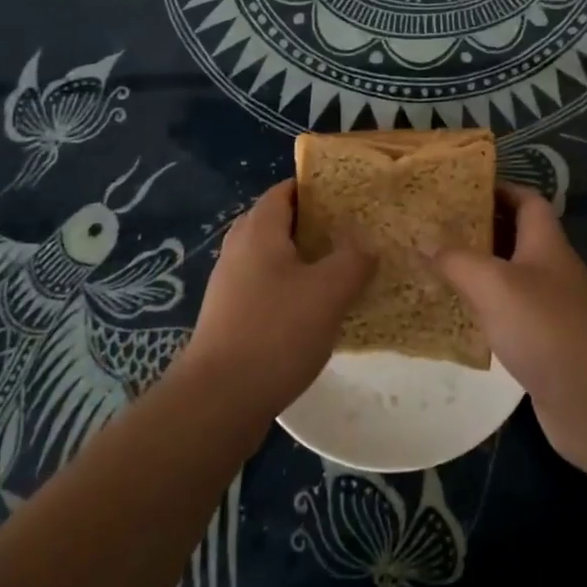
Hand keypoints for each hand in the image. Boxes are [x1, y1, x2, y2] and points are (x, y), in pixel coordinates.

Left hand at [181, 179, 372, 420]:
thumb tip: (366, 247)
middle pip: (279, 221)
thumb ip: (353, 260)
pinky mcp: (230, 315)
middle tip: (353, 233)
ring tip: (343, 270)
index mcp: (259, 230)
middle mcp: (239, 248)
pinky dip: (292, 288)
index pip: (285, 189)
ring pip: (274, 257)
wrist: (219, 399)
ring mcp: (230, 283)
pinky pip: (267, 286)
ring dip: (305, 260)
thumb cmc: (276, 332)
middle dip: (315, 224)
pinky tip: (318, 310)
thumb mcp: (328, 291)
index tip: (350, 196)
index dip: (317, 187)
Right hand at [431, 183, 586, 469]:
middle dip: (477, 227)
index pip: (526, 200)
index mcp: (546, 243)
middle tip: (433, 226)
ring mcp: (550, 307)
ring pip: (508, 276)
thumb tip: (423, 238)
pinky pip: (507, 313)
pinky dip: (482, 308)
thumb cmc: (546, 328)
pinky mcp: (543, 342)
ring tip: (433, 264)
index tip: (458, 188)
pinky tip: (453, 314)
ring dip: (476, 269)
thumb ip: (457, 259)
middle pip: (514, 235)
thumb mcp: (494, 284)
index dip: (497, 188)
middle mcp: (551, 269)